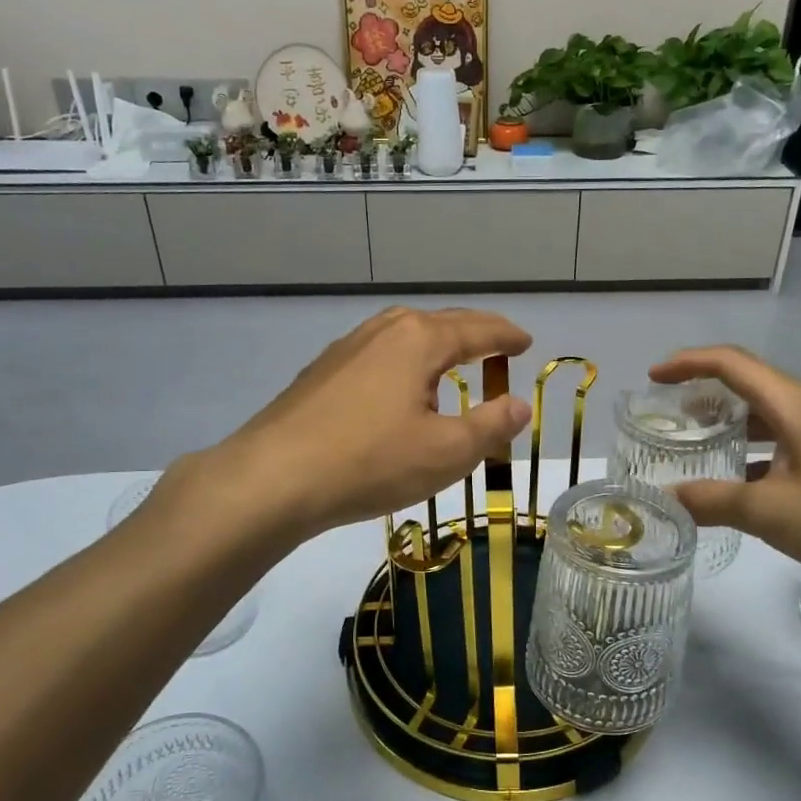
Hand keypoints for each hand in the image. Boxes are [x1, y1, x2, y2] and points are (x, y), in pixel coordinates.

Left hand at [158, 308, 534, 544]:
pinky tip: (397, 388)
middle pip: (440, 324)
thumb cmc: (371, 461)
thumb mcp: (446, 452)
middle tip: (497, 347)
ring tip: (452, 362)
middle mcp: (383, 331)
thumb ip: (490, 426)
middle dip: (473, 334)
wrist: (274, 477)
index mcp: (419, 339)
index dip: (506, 336)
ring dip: (435, 345)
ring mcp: (346, 348)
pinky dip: (404, 363)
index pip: (477, 330)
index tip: (526, 342)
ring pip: (403, 336)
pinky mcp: (321, 372)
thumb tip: (519, 405)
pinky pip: (377, 355)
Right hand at [650, 347, 800, 588]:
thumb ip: (711, 501)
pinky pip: (787, 434)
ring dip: (731, 420)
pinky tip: (742, 477)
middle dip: (705, 392)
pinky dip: (756, 445)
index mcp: (795, 404)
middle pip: (750, 382)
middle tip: (670, 416)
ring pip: (769, 411)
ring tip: (699, 443)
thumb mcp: (769, 512)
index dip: (688, 363)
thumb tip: (665, 497)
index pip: (731, 363)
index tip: (653, 378)